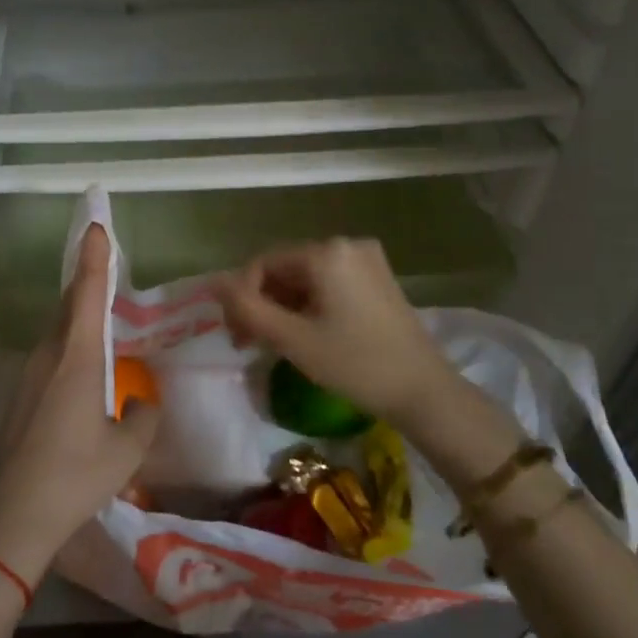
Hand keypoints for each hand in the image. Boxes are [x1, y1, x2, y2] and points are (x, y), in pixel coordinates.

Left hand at [0, 225, 158, 583]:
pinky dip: (71, 345)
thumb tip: (141, 402)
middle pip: (70, 306)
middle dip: (88, 281)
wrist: (11, 516)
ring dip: (79, 316)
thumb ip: (142, 417)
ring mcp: (29, 375)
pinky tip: (85, 369)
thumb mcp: (126, 450)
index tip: (96, 224)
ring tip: (103, 316)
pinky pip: (51, 356)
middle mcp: (49, 355)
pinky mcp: (20, 397)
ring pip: (59, 332)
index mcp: (77, 357)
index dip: (94, 257)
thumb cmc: (74, 476)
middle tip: (105, 261)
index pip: (87, 293)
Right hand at [215, 238, 464, 428]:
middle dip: (262, 304)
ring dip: (283, 308)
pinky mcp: (378, 279)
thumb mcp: (292, 339)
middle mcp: (346, 244)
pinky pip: (328, 284)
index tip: (237, 337)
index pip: (263, 265)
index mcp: (326, 252)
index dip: (241, 298)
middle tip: (250, 344)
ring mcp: (366, 260)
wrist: (425, 393)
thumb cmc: (355, 364)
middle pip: (285, 270)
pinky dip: (309, 306)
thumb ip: (247, 307)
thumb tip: (212, 281)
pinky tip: (305, 335)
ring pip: (305, 279)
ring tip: (275, 344)